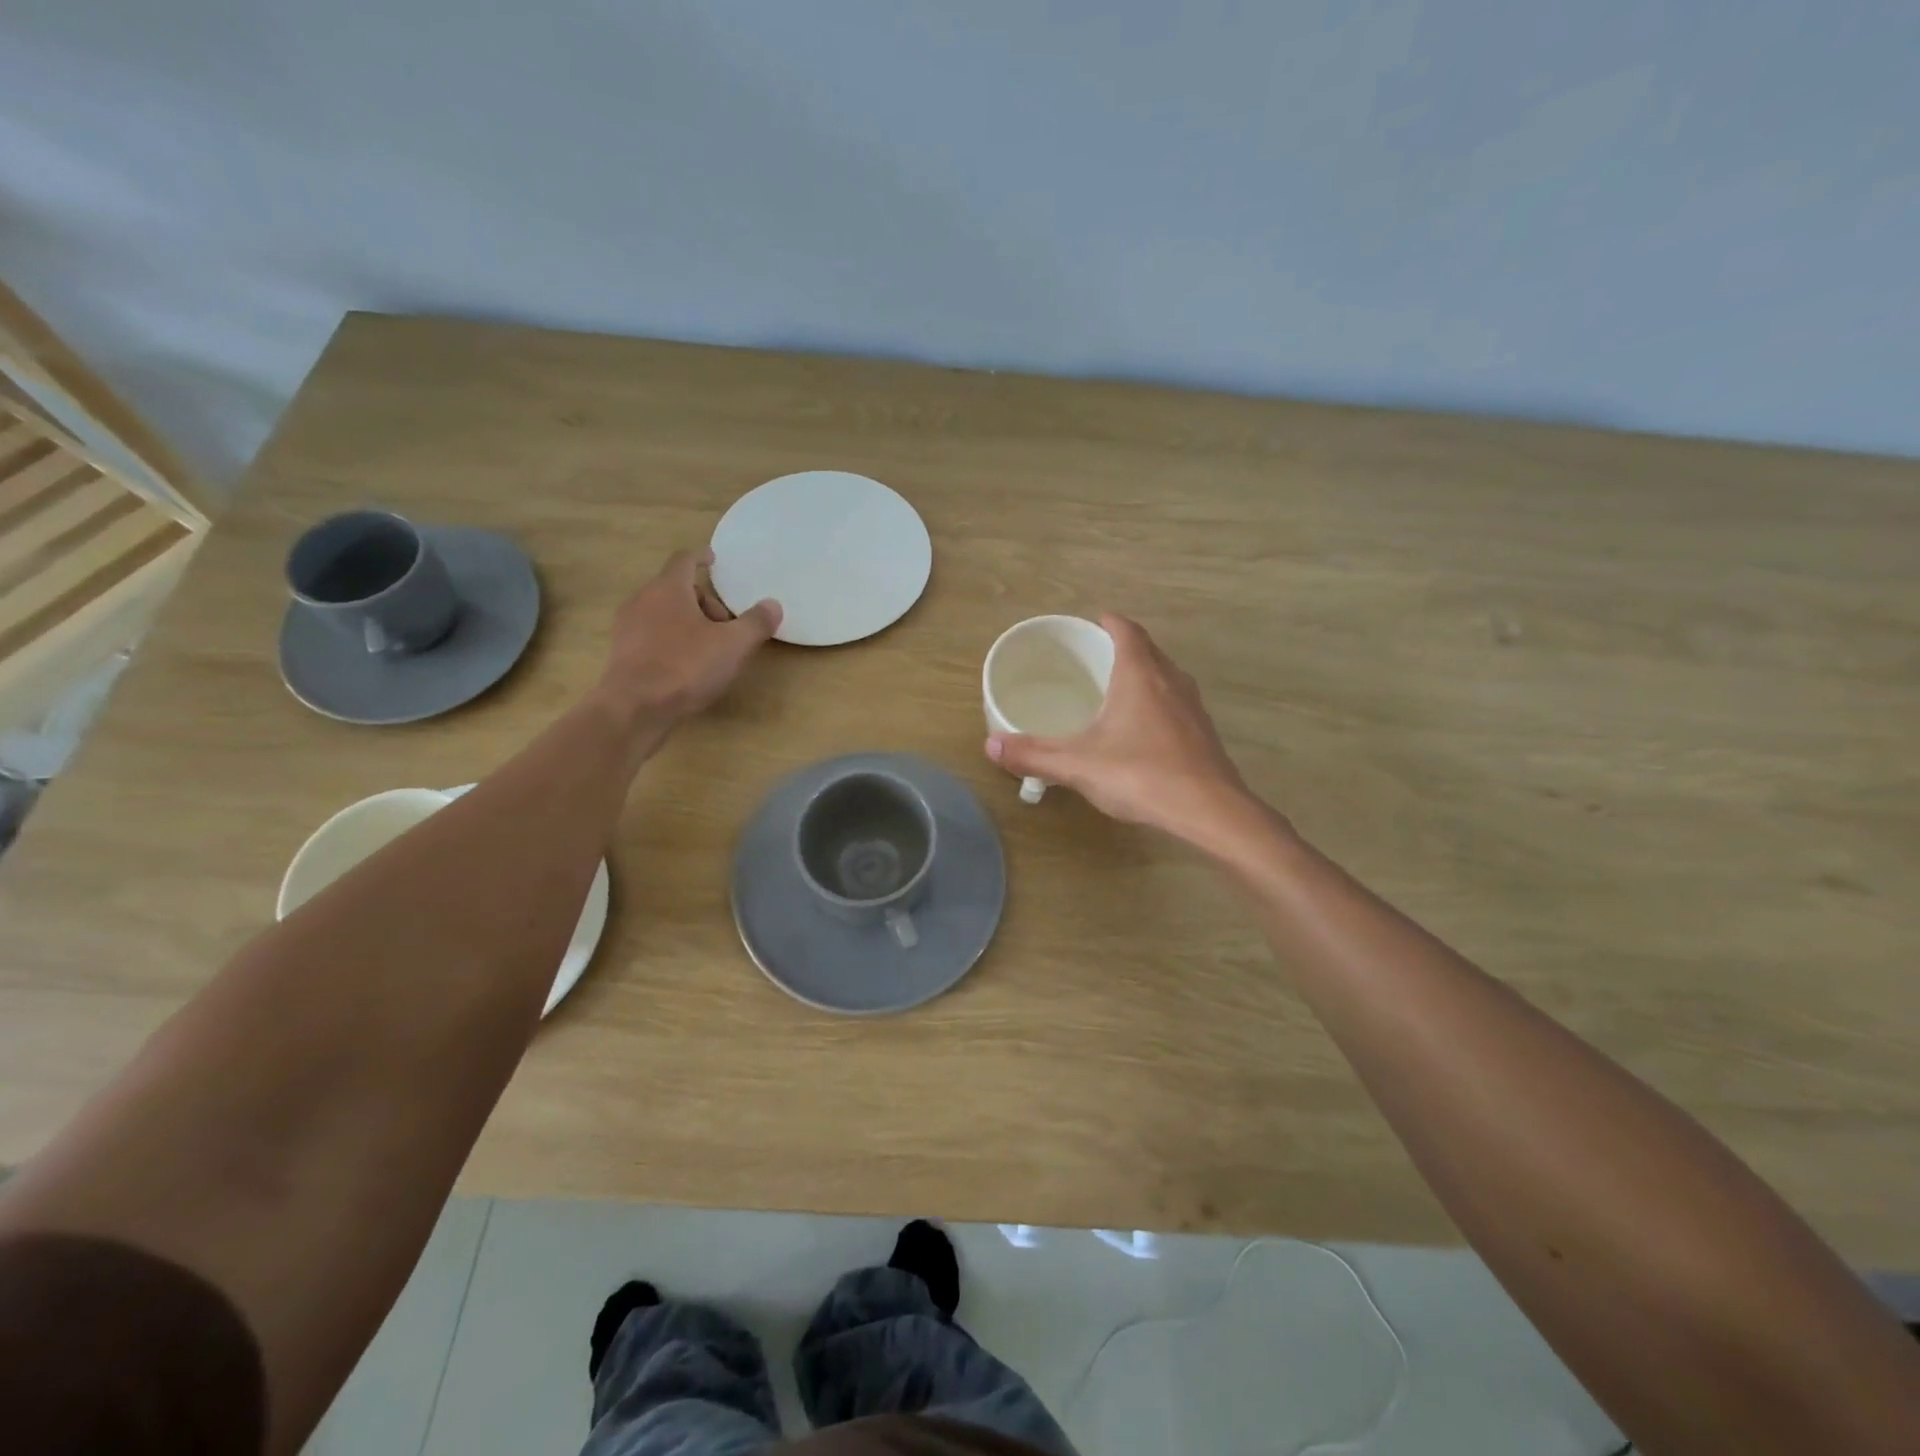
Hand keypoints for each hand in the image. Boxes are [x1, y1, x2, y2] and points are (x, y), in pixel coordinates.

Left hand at [596, 548, 780, 726]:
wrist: (635, 708)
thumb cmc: (686, 667)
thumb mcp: (733, 645)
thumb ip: (756, 623)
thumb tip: (772, 605)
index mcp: (668, 589)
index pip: (684, 560)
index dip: (701, 557)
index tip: (713, 559)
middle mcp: (643, 599)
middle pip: (676, 589)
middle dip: (704, 601)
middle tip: (726, 626)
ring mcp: (628, 626)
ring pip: (663, 612)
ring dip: (688, 622)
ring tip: (709, 649)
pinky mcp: (622, 652)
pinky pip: (651, 634)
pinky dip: (671, 639)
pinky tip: (686, 666)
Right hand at [985, 614, 1260, 849]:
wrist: (1210, 811)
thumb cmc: (1142, 775)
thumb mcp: (1078, 765)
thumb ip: (1034, 754)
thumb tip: (990, 744)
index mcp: (1141, 675)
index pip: (1127, 631)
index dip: (1109, 622)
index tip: (1092, 622)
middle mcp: (1171, 680)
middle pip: (1148, 649)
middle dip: (1123, 646)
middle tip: (1095, 656)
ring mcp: (1192, 706)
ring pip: (1165, 675)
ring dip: (1143, 672)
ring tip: (1115, 687)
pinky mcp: (1203, 732)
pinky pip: (1175, 701)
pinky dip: (1156, 700)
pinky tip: (1141, 728)